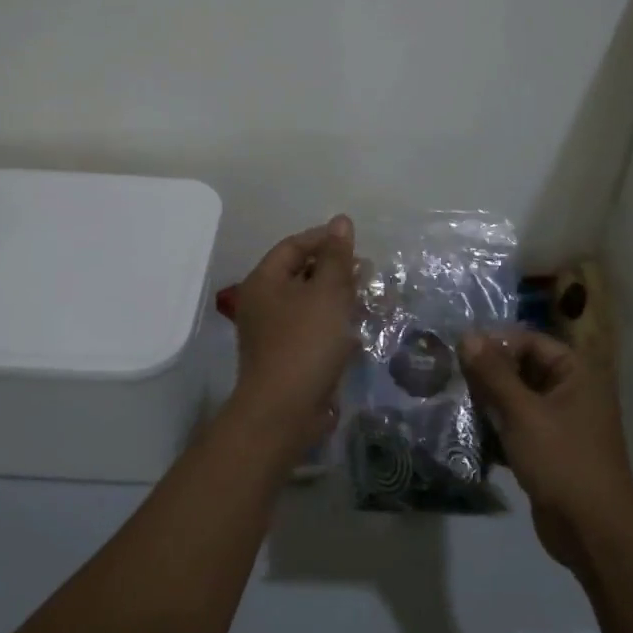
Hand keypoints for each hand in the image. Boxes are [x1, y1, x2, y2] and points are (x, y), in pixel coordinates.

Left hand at [227, 215, 357, 460]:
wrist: (285, 411)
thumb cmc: (305, 343)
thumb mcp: (326, 292)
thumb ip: (336, 256)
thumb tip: (341, 221)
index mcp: (264, 281)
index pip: (293, 246)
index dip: (324, 239)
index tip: (355, 244)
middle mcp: (263, 303)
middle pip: (300, 274)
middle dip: (335, 270)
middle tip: (366, 272)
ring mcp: (274, 333)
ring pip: (309, 304)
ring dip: (338, 298)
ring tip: (369, 299)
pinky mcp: (288, 358)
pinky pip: (312, 330)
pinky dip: (333, 325)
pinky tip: (357, 331)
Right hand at [458, 327, 632, 571]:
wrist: (593, 533)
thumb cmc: (562, 462)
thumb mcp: (523, 413)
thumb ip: (493, 373)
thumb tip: (467, 335)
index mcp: (576, 373)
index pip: (530, 341)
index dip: (496, 343)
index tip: (459, 352)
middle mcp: (572, 391)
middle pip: (522, 368)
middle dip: (488, 374)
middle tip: (450, 377)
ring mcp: (561, 422)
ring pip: (517, 399)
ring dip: (488, 402)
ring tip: (454, 403)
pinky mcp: (549, 449)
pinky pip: (518, 426)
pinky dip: (496, 427)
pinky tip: (467, 433)